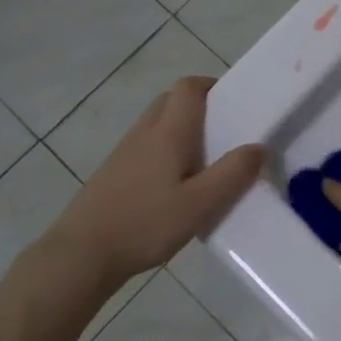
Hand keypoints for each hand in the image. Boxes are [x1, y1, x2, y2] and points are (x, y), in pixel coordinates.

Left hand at [48, 76, 264, 285]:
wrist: (81, 254)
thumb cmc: (145, 224)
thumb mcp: (200, 204)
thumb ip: (232, 174)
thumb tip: (259, 147)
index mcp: (168, 132)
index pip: (189, 88)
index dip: (212, 86)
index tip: (234, 104)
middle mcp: (144, 133)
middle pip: (171, 100)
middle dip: (199, 107)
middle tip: (224, 133)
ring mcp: (124, 153)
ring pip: (157, 124)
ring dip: (181, 130)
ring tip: (205, 163)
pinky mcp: (113, 174)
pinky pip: (146, 148)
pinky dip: (165, 152)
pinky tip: (175, 187)